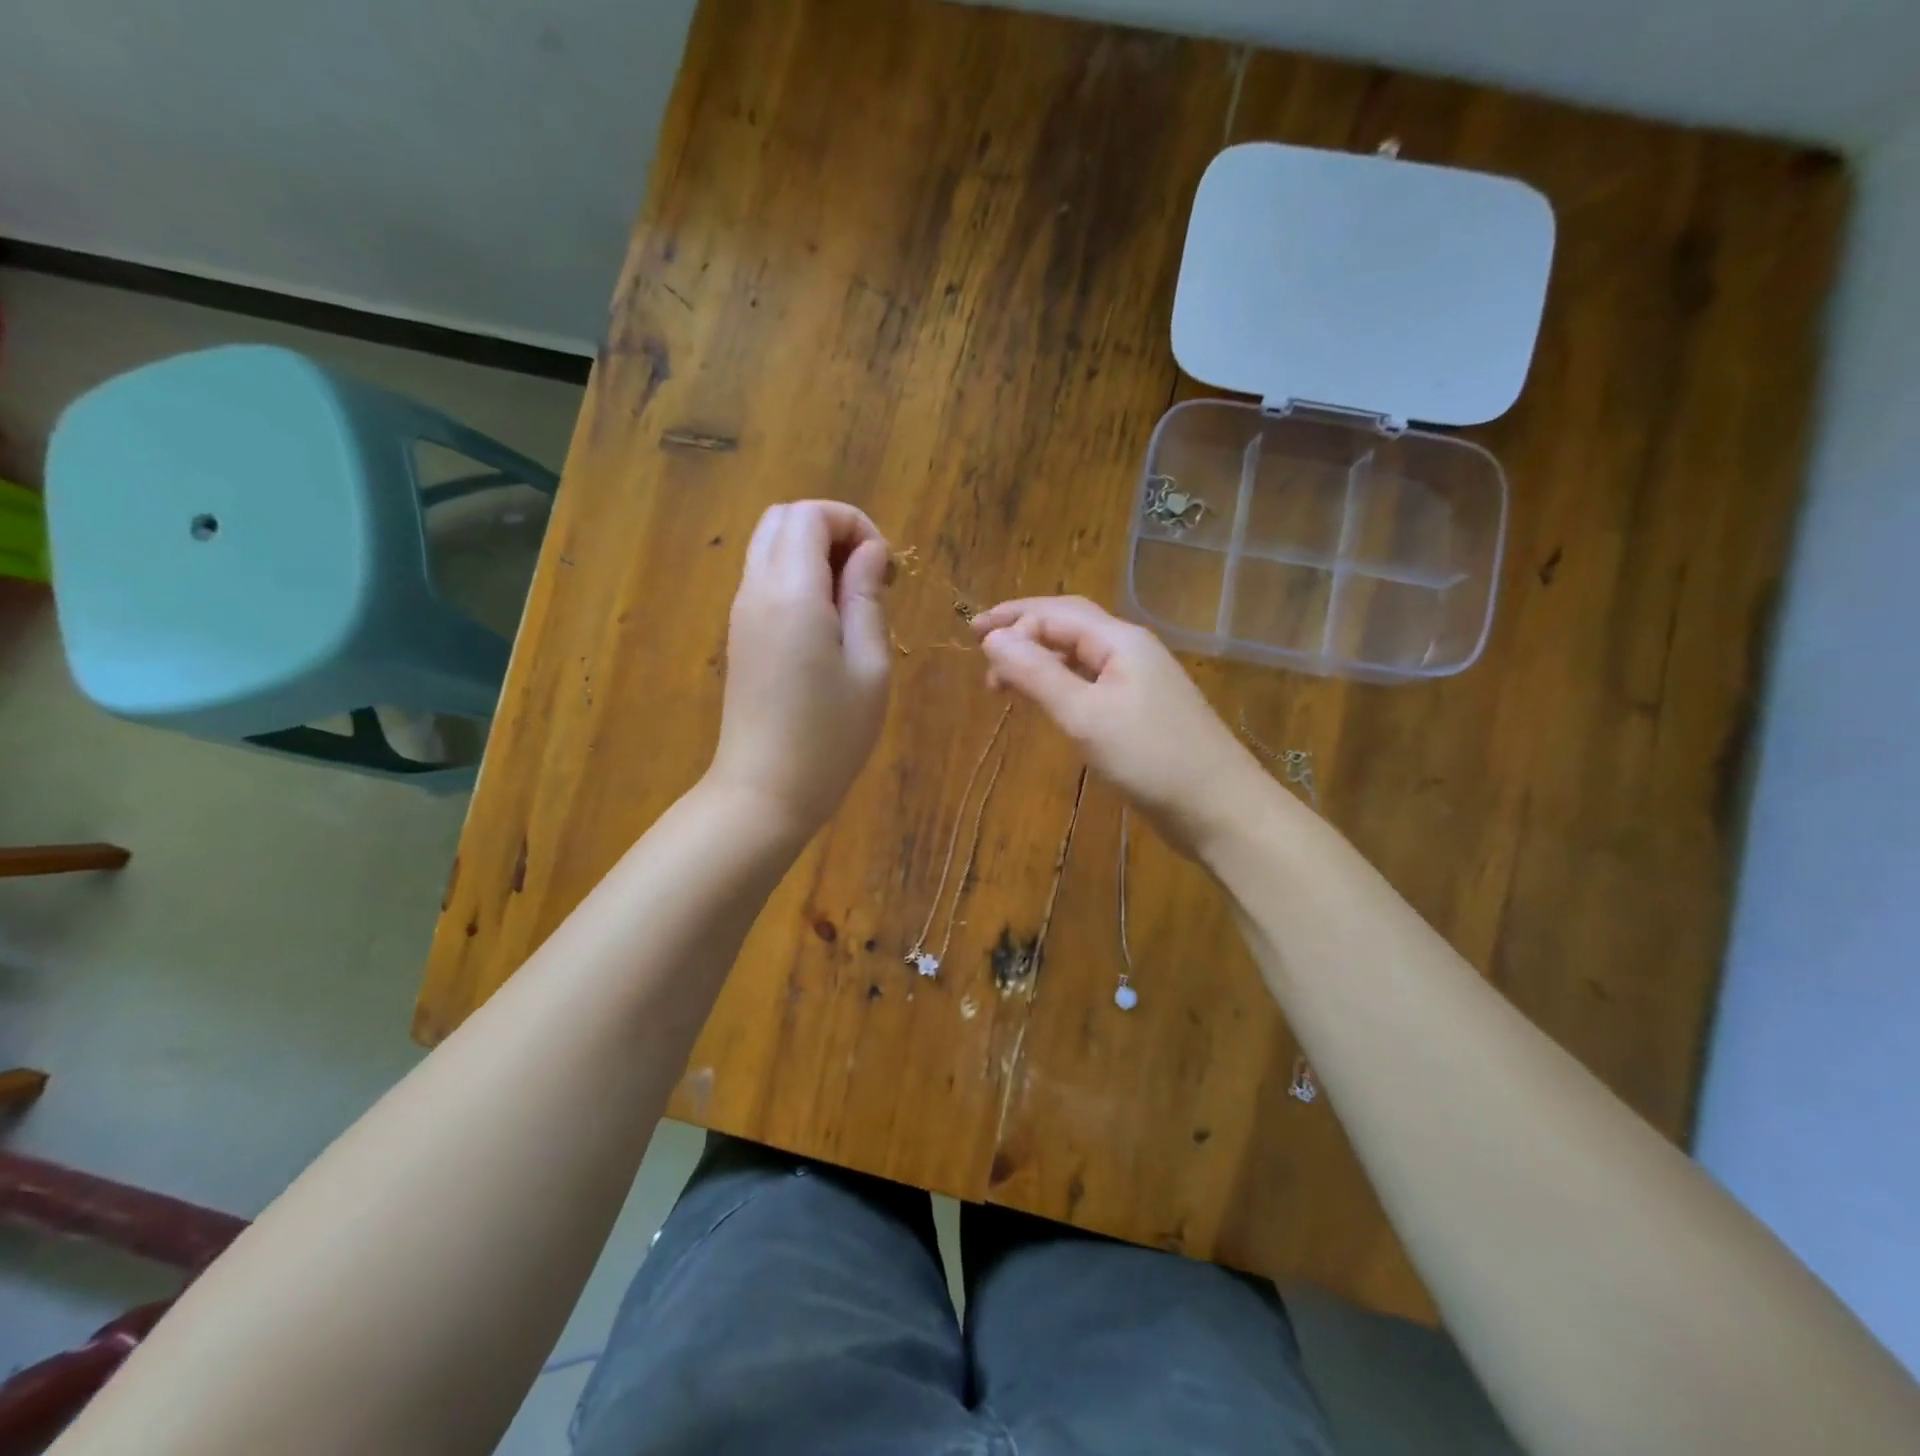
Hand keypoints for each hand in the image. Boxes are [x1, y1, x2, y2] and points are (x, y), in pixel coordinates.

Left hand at [707, 501, 892, 838]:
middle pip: (783, 519)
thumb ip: (867, 597)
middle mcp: (756, 590)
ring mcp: (742, 612)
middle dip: (832, 530)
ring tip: (853, 602)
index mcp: (791, 592)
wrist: (766, 790)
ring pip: (770, 546)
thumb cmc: (830, 736)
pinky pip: (765, 579)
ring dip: (814, 554)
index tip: (886, 568)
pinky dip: (798, 577)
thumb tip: (871, 552)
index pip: (810, 514)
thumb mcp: (869, 666)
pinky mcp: (740, 634)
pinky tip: (827, 623)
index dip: (854, 524)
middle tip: (870, 578)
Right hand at [973, 596, 1268, 856]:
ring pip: (1079, 655)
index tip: (974, 646)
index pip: (1057, 614)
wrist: (1219, 808)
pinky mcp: (1140, 711)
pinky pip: (1091, 682)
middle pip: (1069, 625)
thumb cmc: (1151, 757)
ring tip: (1002, 678)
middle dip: (1023, 628)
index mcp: (1120, 640)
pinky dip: (1060, 682)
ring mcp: (1139, 681)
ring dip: (1039, 657)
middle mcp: (1130, 651)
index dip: (1013, 622)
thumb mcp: (1085, 715)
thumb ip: (1037, 674)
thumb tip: (992, 638)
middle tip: (979, 641)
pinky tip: (1046, 699)